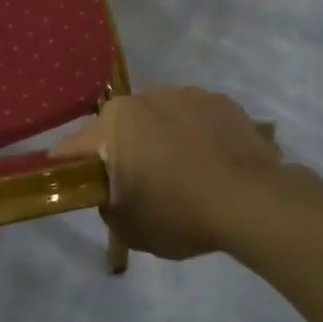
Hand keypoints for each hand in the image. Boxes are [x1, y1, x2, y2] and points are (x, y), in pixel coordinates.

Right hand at [52, 87, 289, 258]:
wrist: (253, 201)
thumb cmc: (179, 212)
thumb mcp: (128, 227)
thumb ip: (107, 205)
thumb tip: (112, 193)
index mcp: (113, 122)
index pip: (74, 148)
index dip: (70, 169)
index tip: (77, 185)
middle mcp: (144, 97)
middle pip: (121, 128)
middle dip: (125, 152)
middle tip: (141, 186)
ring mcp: (186, 94)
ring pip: (161, 119)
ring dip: (163, 140)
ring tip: (186, 175)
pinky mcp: (221, 101)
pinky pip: (197, 119)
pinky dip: (198, 137)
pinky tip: (214, 165)